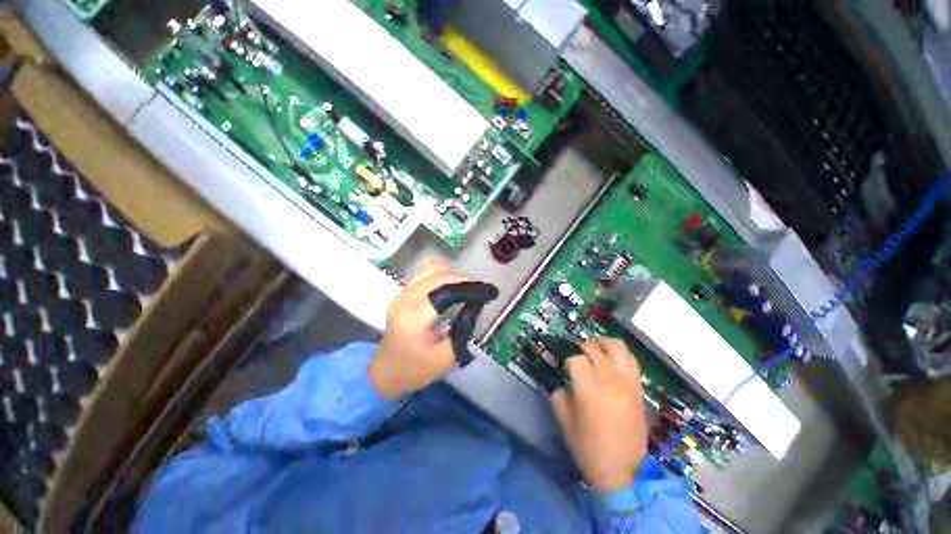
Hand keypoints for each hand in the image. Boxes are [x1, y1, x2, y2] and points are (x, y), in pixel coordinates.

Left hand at [369, 260, 471, 398]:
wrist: (384, 372)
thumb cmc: (415, 369)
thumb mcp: (447, 356)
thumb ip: (463, 327)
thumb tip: (476, 304)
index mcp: (415, 318)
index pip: (447, 291)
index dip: (471, 288)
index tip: (490, 292)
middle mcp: (406, 299)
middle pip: (440, 275)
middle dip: (464, 279)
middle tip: (479, 291)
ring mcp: (401, 293)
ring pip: (431, 268)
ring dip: (452, 274)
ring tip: (466, 287)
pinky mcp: (401, 292)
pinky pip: (424, 273)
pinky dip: (441, 274)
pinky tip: (450, 286)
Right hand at [549, 338, 648, 491]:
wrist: (622, 471)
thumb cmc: (588, 448)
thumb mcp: (564, 420)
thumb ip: (558, 392)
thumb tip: (557, 375)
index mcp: (591, 391)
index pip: (576, 359)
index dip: (567, 359)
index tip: (563, 367)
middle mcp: (612, 381)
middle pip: (595, 349)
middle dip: (581, 348)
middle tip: (574, 355)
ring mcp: (629, 384)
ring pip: (617, 347)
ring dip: (601, 343)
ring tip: (592, 348)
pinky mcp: (638, 389)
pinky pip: (631, 360)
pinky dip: (617, 354)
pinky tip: (608, 359)